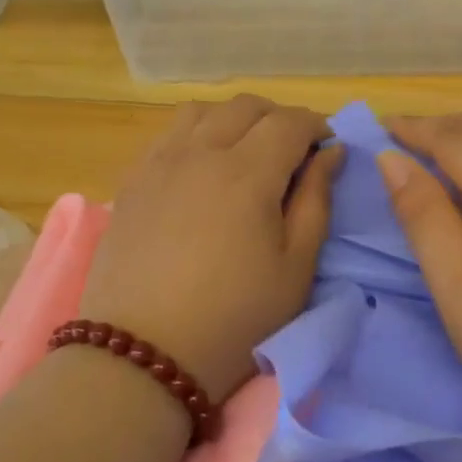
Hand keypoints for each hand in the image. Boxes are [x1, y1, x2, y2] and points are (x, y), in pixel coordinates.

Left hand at [78, 96, 339, 400]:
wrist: (143, 354)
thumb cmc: (234, 319)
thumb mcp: (295, 269)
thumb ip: (317, 202)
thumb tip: (330, 154)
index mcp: (247, 172)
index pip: (289, 122)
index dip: (316, 125)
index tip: (328, 146)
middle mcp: (200, 152)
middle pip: (245, 106)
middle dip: (278, 118)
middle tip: (293, 151)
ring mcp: (159, 163)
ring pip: (201, 111)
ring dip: (233, 119)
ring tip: (245, 152)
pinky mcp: (132, 182)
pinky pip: (168, 135)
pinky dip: (195, 133)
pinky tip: (201, 166)